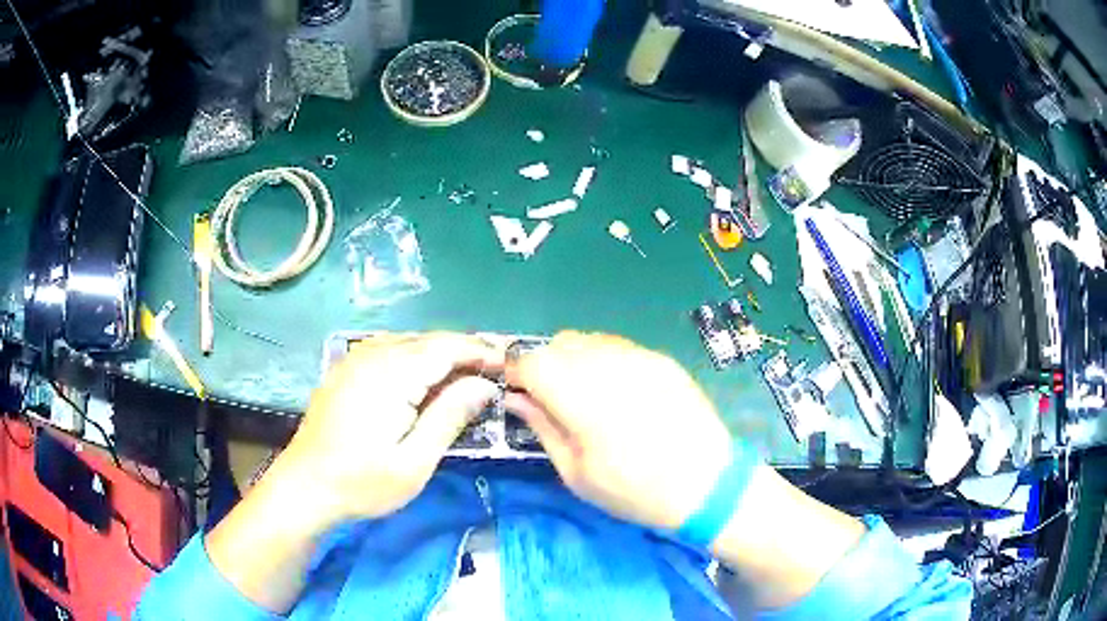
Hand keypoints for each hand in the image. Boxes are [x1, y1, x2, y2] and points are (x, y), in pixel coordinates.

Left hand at [277, 332, 502, 523]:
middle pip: (428, 340)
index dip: (481, 351)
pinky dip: (414, 357)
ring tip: (466, 374)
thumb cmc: (362, 482)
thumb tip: (484, 385)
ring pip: (408, 342)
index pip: (447, 347)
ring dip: (440, 353)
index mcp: (392, 374)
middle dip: (464, 351)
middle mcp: (372, 355)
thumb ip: (450, 416)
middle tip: (494, 371)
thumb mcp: (414, 461)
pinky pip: (388, 350)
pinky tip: (423, 378)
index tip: (509, 365)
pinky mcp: (345, 370)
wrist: (304, 487)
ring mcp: (354, 359)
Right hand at [504, 331, 733, 529]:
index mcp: (582, 397)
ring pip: (588, 340)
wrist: (707, 483)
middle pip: (558, 344)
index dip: (515, 373)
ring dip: (572, 360)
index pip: (531, 362)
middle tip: (548, 399)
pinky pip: (617, 346)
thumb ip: (543, 427)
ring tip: (583, 395)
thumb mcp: (577, 473)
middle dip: (543, 365)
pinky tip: (616, 392)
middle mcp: (608, 365)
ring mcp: (639, 357)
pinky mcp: (660, 359)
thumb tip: (517, 399)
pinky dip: (602, 360)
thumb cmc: (635, 490)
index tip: (513, 391)